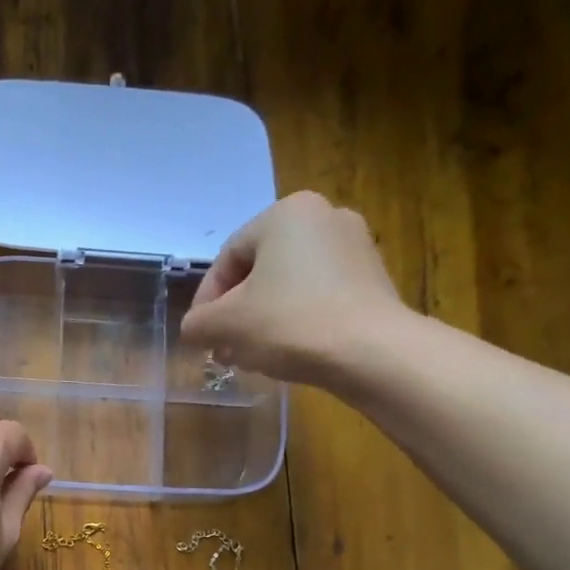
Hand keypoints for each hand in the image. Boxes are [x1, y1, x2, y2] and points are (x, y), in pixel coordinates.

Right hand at [178, 191, 410, 383]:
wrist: (372, 352)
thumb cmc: (290, 324)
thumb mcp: (225, 325)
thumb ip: (197, 324)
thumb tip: (195, 329)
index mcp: (285, 213)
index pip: (227, 259)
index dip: (206, 302)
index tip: (201, 337)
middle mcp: (324, 216)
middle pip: (258, 271)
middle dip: (236, 313)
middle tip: (224, 349)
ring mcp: (355, 245)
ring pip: (288, 285)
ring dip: (262, 319)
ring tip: (252, 356)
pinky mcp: (374, 277)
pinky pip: (319, 295)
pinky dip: (296, 319)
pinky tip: (288, 351)